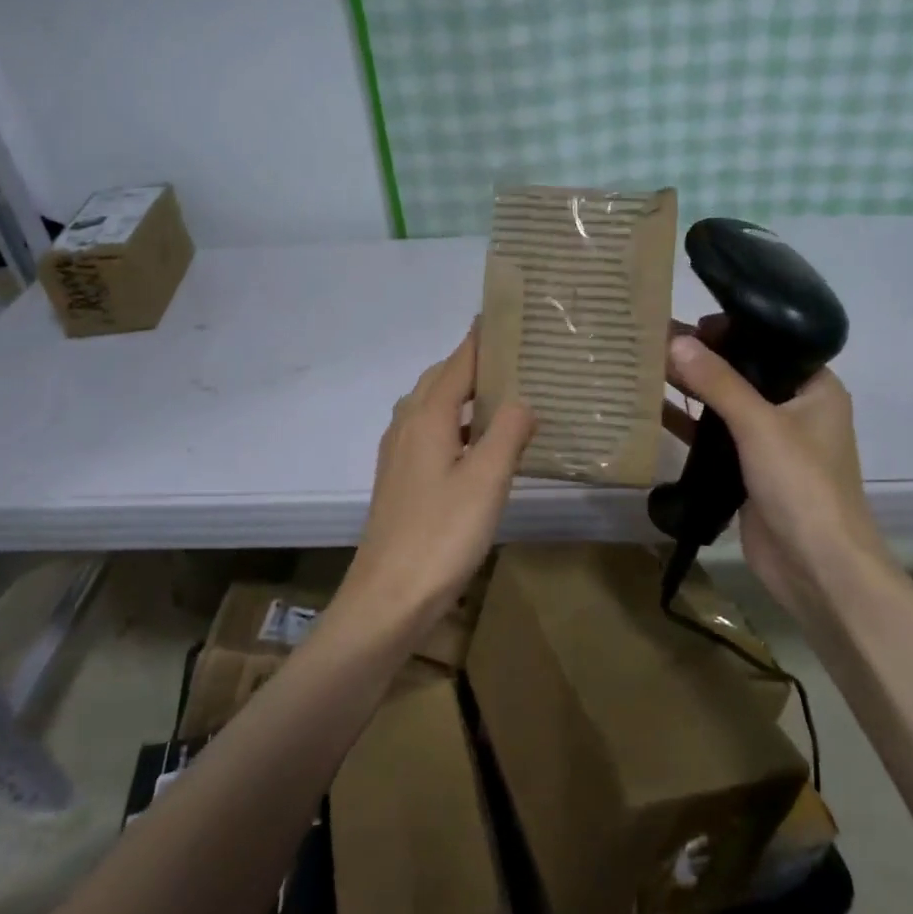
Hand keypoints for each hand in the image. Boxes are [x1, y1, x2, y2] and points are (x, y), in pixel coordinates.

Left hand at [346, 328, 534, 625]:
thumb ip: (509, 433)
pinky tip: (482, 445)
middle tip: (518, 357)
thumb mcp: (487, 480)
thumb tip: (524, 401)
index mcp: (427, 416)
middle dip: (476, 363)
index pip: (459, 361)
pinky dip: (459, 426)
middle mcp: (407, 425)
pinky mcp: (401, 480)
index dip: (482, 338)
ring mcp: (399, 454)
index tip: (508, 316)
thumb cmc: (441, 534)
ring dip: (467, 396)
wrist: (388, 597)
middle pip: (442, 380)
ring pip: (435, 408)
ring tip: (507, 395)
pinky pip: (432, 434)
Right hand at [665, 318, 896, 615]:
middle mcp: (795, 409)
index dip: (730, 329)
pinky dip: (689, 426)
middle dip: (702, 359)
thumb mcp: (760, 426)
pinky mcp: (748, 471)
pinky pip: (715, 439)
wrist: (817, 568)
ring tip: (646, 367)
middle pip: (744, 373)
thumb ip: (718, 383)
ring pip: (726, 406)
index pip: (770, 343)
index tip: (687, 320)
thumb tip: (675, 341)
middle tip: (654, 340)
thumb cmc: (802, 485)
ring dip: (692, 391)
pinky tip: (653, 411)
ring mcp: (771, 443)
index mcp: (815, 388)